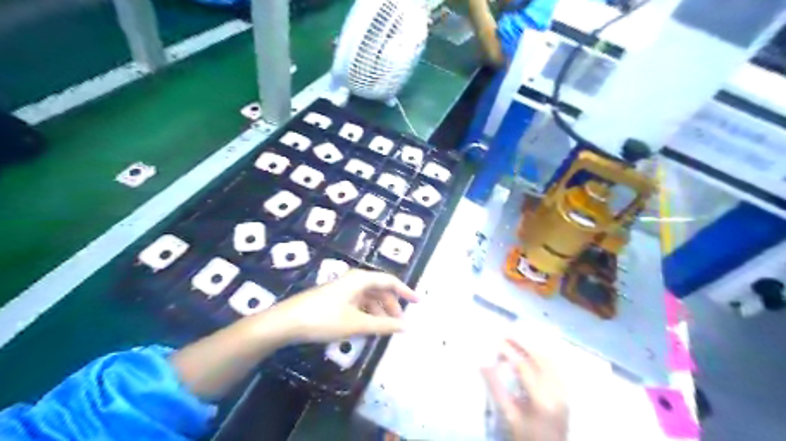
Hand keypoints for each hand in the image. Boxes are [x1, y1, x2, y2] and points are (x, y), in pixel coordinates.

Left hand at [267, 269, 420, 344]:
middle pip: (380, 290)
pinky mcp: (334, 299)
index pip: (390, 281)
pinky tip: (367, 328)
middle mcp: (353, 281)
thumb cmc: (323, 319)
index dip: (406, 291)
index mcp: (360, 280)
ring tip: (384, 330)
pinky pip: (358, 304)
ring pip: (369, 298)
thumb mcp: (356, 324)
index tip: (419, 303)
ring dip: (379, 312)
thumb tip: (407, 327)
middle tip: (399, 324)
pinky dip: (367, 314)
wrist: (285, 323)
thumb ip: (383, 325)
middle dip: (392, 306)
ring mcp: (343, 290)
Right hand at [482, 340, 569, 438]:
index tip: (496, 341)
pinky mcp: (566, 391)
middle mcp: (557, 391)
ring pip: (551, 359)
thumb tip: (482, 364)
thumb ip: (496, 388)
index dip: (509, 352)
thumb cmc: (526, 436)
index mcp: (542, 399)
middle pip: (541, 358)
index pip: (525, 367)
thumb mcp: (508, 415)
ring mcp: (564, 391)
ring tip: (517, 336)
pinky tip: (533, 349)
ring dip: (533, 345)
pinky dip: (543, 354)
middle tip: (506, 332)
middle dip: (523, 342)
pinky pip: (556, 366)